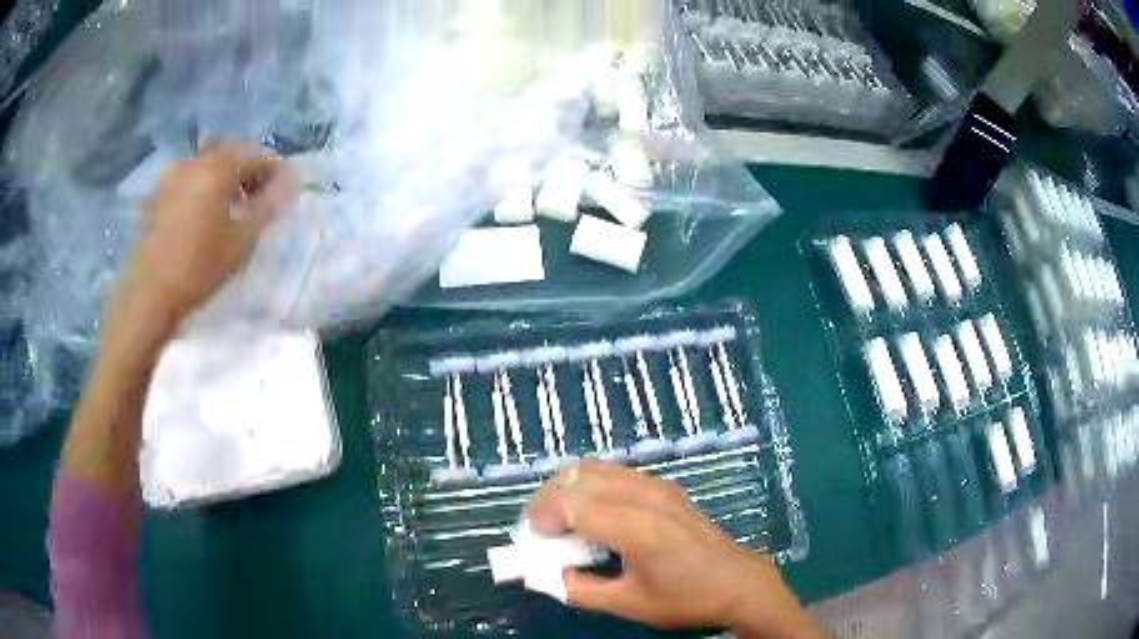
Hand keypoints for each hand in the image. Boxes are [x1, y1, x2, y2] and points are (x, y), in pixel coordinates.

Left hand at [116, 142, 296, 325]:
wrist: (150, 293)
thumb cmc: (199, 268)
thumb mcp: (241, 240)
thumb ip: (268, 206)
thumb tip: (291, 182)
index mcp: (220, 168)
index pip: (258, 158)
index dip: (274, 172)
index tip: (281, 192)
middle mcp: (196, 162)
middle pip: (231, 154)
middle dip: (247, 171)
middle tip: (255, 198)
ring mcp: (173, 175)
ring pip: (207, 163)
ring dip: (222, 177)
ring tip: (226, 206)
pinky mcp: (157, 193)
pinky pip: (187, 178)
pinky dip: (200, 186)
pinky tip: (200, 212)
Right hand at [525, 463, 822, 638]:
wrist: (737, 582)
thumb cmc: (684, 598)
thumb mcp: (627, 604)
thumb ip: (578, 589)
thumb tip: (545, 573)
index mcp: (635, 528)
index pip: (571, 503)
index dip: (541, 516)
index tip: (533, 540)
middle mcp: (644, 497)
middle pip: (577, 477)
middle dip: (548, 499)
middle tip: (541, 530)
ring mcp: (657, 486)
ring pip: (595, 468)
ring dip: (569, 488)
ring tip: (563, 521)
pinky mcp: (665, 486)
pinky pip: (615, 471)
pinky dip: (591, 485)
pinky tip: (594, 513)